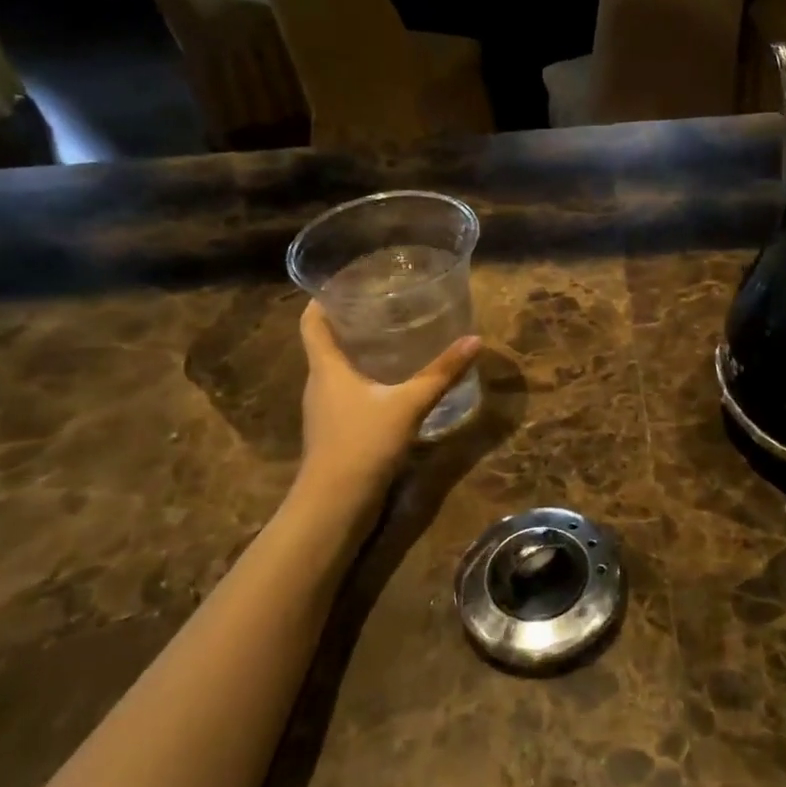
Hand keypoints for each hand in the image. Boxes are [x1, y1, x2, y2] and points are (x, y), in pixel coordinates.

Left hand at [295, 301, 480, 505]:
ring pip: (338, 370)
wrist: (335, 506)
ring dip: (360, 353)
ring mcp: (325, 411)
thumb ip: (440, 373)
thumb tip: (474, 340)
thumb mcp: (408, 404)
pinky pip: (348, 394)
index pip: (311, 322)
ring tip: (394, 338)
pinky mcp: (336, 432)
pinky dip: (366, 381)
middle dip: (351, 322)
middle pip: (326, 343)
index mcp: (326, 368)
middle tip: (385, 305)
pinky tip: (394, 385)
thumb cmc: (362, 444)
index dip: (323, 299)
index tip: (346, 281)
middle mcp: (319, 384)